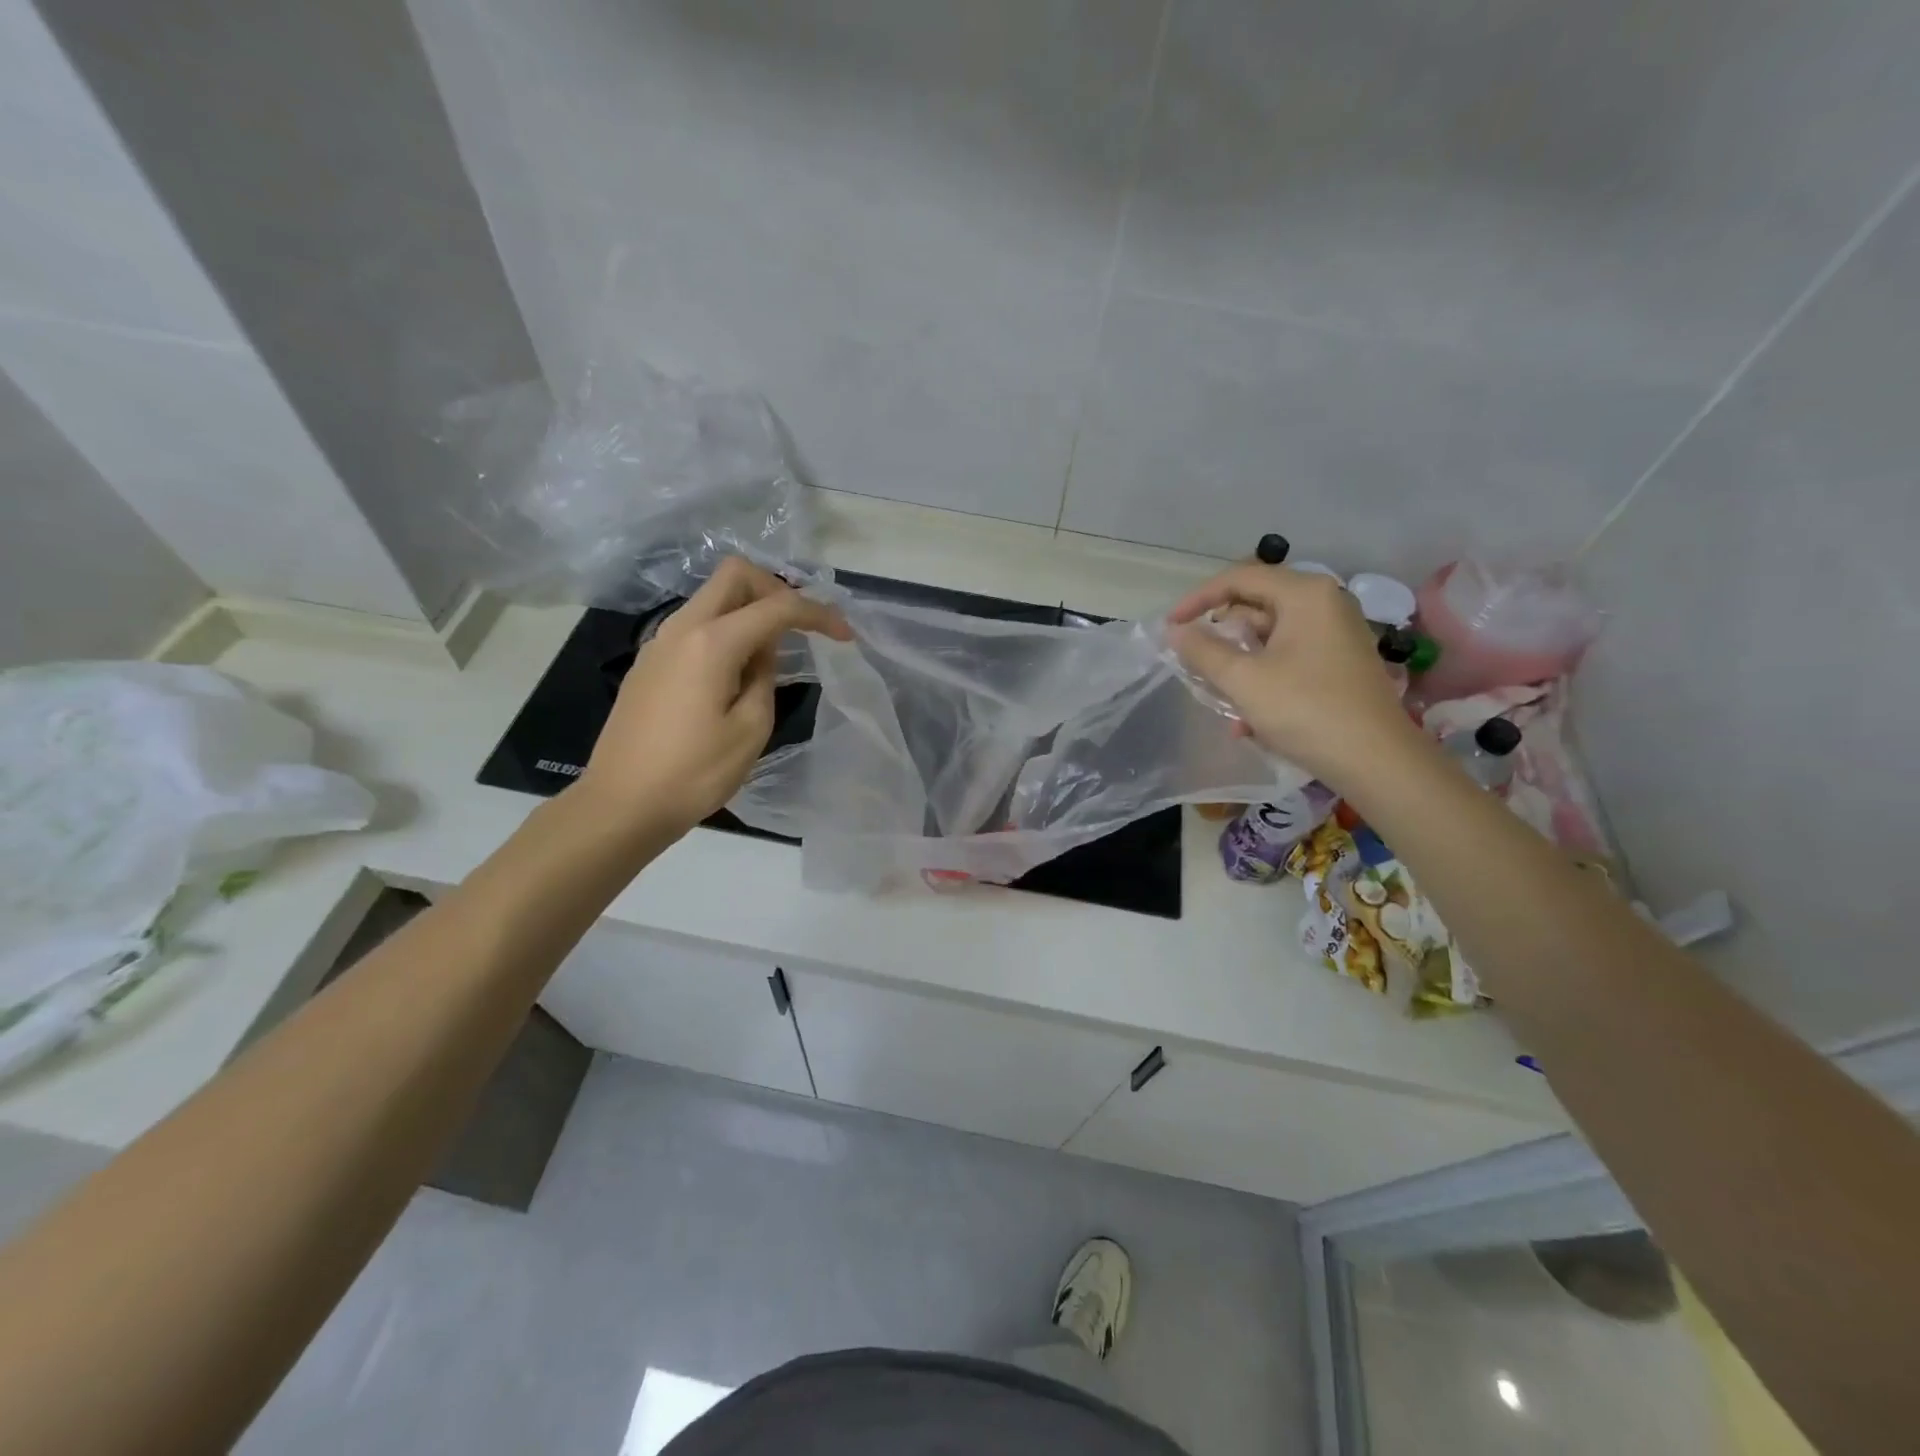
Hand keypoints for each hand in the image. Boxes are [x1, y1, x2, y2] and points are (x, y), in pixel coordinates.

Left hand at [576, 558, 850, 837]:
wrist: (621, 805)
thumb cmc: (694, 774)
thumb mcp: (751, 729)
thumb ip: (765, 677)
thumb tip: (763, 652)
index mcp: (712, 643)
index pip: (777, 606)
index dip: (817, 614)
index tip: (844, 636)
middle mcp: (681, 628)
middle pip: (734, 575)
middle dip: (776, 590)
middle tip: (799, 627)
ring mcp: (659, 643)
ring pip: (712, 598)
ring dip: (749, 611)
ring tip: (771, 657)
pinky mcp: (648, 663)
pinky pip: (695, 626)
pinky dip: (725, 631)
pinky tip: (736, 673)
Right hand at [1169, 564, 1422, 785]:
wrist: (1376, 760)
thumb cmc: (1306, 710)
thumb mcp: (1244, 680)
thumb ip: (1203, 651)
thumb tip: (1175, 632)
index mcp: (1305, 594)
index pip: (1240, 578)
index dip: (1198, 599)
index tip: (1171, 625)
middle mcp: (1325, 604)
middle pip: (1256, 605)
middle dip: (1221, 635)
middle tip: (1193, 659)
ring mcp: (1336, 634)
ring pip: (1270, 636)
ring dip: (1238, 663)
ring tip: (1217, 694)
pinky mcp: (1340, 663)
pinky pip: (1289, 658)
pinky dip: (1263, 678)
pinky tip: (1248, 721)